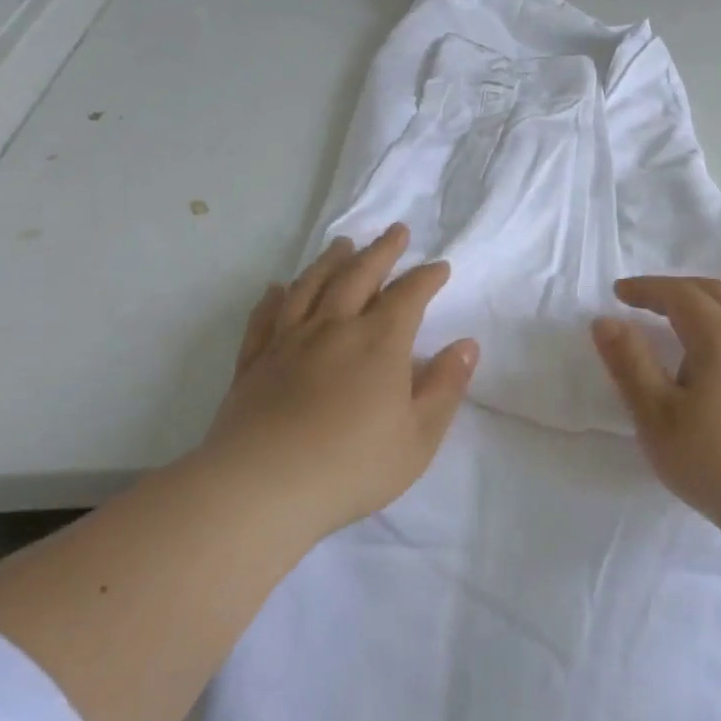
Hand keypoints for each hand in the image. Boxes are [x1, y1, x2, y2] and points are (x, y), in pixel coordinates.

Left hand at [188, 223, 478, 538]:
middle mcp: (333, 329)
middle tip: (396, 231)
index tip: (439, 267)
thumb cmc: (353, 466)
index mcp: (379, 343)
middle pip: (359, 276)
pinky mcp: (253, 363)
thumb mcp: (419, 436)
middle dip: (382, 252)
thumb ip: (446, 386)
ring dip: (331, 261)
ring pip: (311, 287)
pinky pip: (264, 318)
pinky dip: (275, 297)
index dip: (426, 277)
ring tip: (343, 244)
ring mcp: (287, 343)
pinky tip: (278, 288)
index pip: (408, 296)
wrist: (261, 489)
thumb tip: (467, 345)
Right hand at [591, 277, 720, 524]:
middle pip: (712, 293)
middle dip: (674, 290)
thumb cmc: (714, 460)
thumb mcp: (657, 415)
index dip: (646, 289)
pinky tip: (709, 360)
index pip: (680, 294)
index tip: (617, 293)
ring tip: (671, 326)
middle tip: (641, 301)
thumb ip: (629, 362)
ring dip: (700, 306)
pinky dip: (719, 326)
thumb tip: (605, 321)